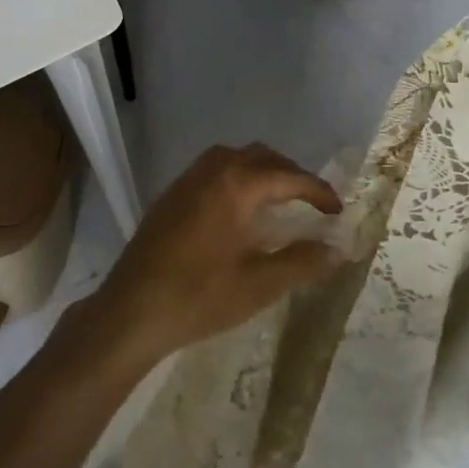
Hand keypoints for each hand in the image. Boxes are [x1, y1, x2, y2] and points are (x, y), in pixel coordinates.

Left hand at [86, 143, 341, 364]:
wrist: (131, 310)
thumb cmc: (199, 297)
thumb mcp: (259, 285)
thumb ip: (302, 262)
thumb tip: (337, 249)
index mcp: (237, 185)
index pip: (290, 177)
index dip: (318, 191)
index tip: (337, 210)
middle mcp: (213, 171)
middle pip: (262, 157)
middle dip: (291, 175)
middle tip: (311, 203)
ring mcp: (188, 180)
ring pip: (235, 157)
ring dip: (262, 170)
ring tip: (279, 200)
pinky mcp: (171, 195)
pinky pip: (213, 168)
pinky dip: (237, 176)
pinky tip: (239, 208)